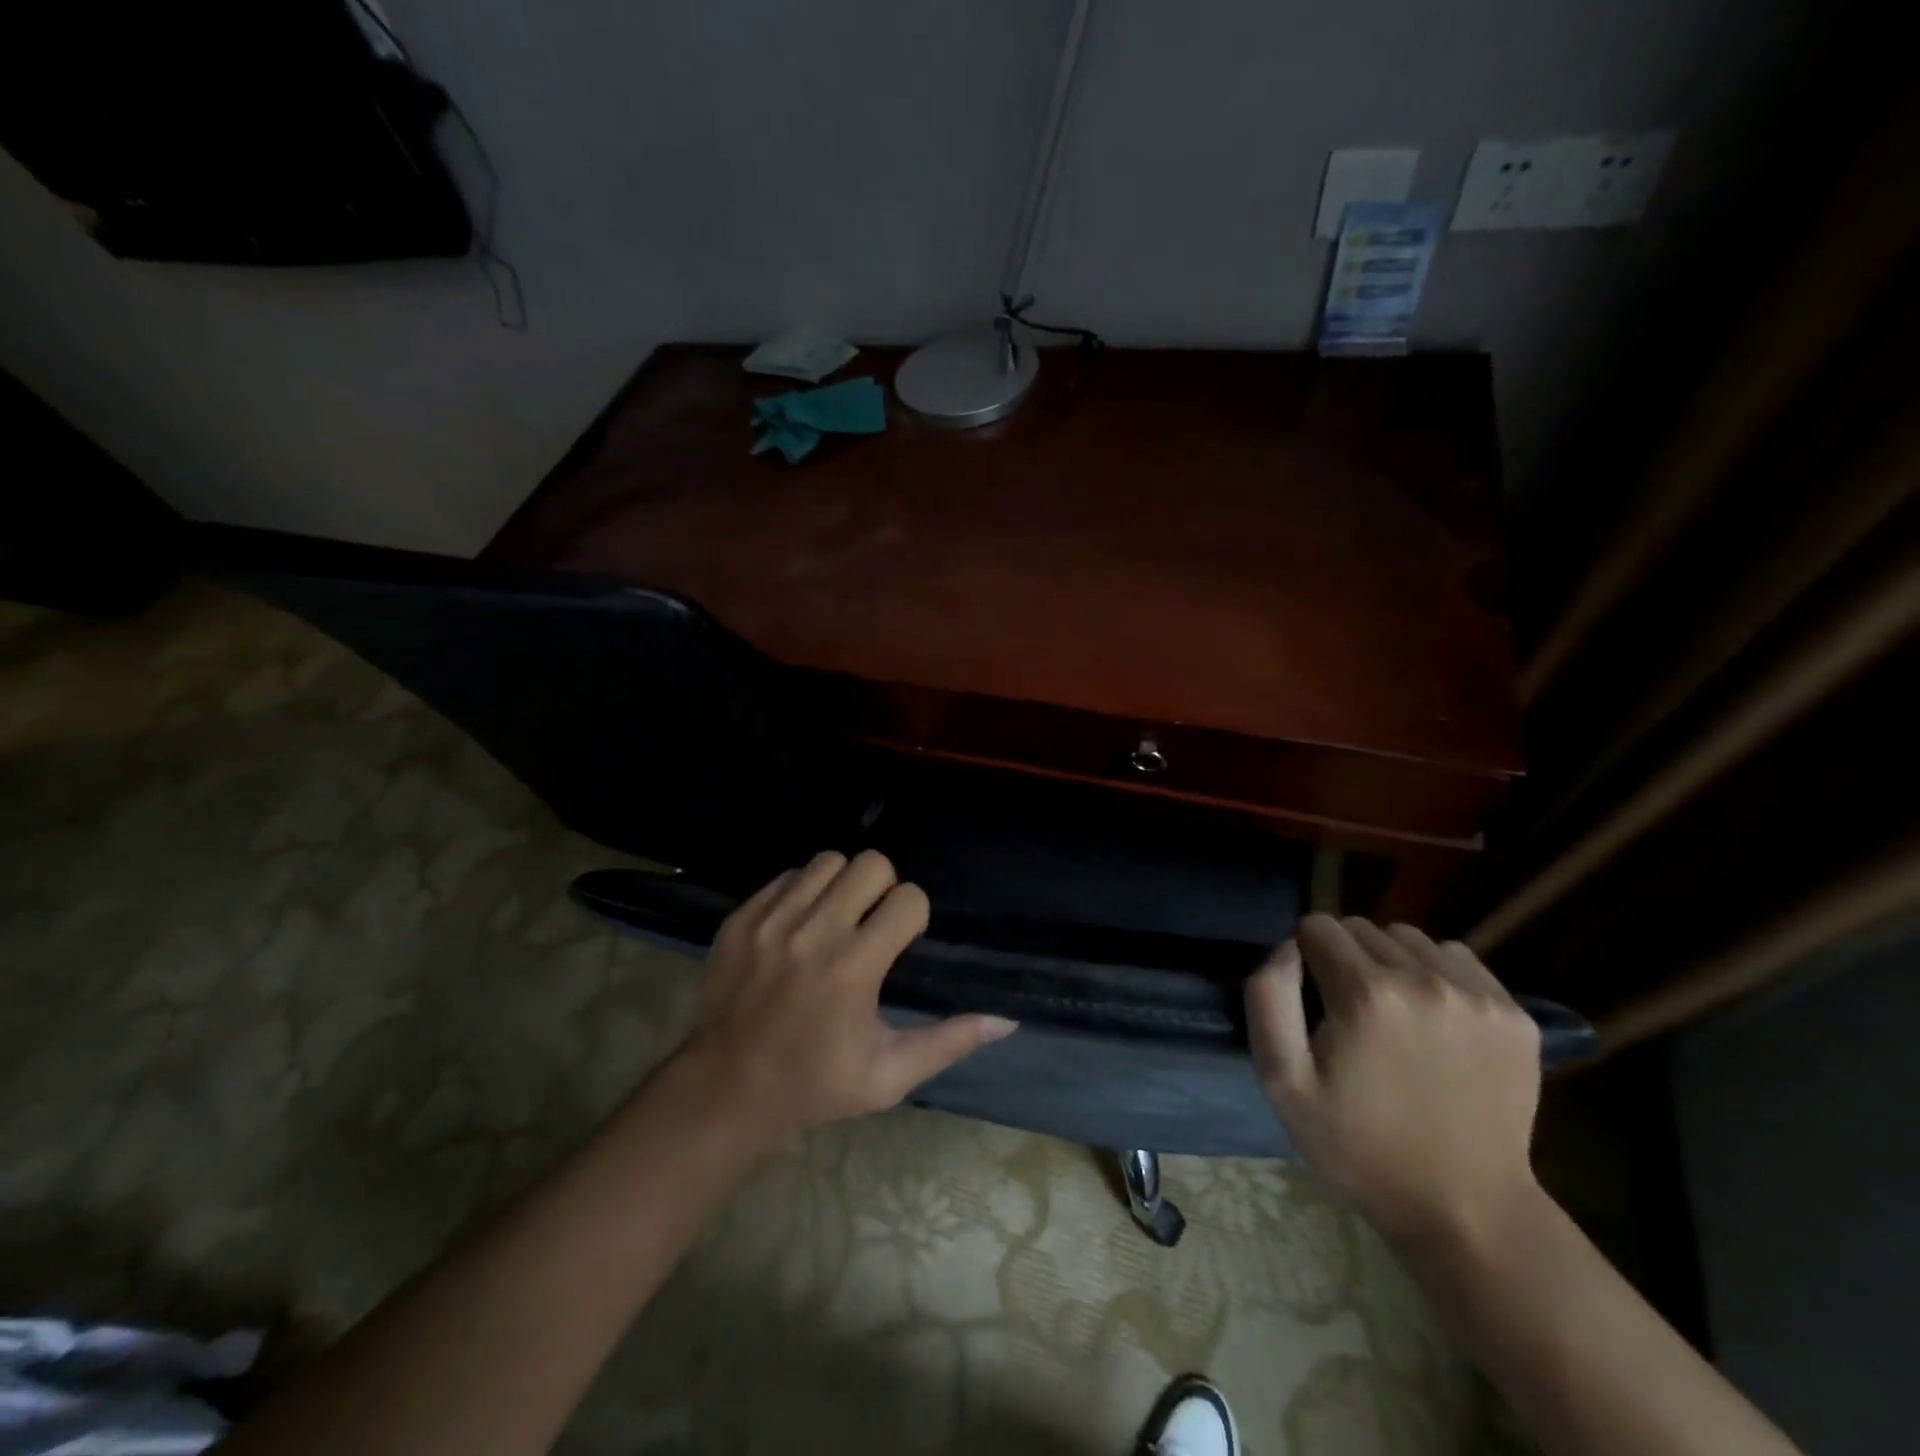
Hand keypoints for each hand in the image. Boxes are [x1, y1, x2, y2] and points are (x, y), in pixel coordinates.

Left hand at [678, 851, 1016, 1141]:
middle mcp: (813, 932)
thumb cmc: (815, 1085)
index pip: (908, 899)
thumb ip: (948, 1041)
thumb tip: (1006, 1021)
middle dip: (883, 888)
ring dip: (842, 884)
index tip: (901, 941)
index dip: (913, 916)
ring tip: (836, 920)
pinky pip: (787, 876)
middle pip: (871, 864)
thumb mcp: (888, 1076)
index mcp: (853, 968)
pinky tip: (800, 926)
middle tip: (872, 923)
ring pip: (827, 861)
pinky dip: (803, 892)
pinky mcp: (741, 917)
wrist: (725, 1089)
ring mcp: (771, 920)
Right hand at [1246, 914, 1542, 1250]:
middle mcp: (1424, 979)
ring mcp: (1478, 995)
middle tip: (1348, 1010)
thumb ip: (1268, 999)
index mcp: (1366, 994)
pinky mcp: (1515, 1014)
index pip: (1317, 926)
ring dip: (1390, 960)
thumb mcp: (1282, 1082)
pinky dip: (1436, 973)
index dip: (1304, 955)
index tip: (1311, 998)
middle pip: (1361, 927)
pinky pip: (1457, 958)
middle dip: (1344, 955)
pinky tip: (1433, 1018)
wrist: (1466, 1210)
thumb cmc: (1359, 1146)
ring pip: (1409, 938)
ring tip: (1392, 1011)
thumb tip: (1287, 949)